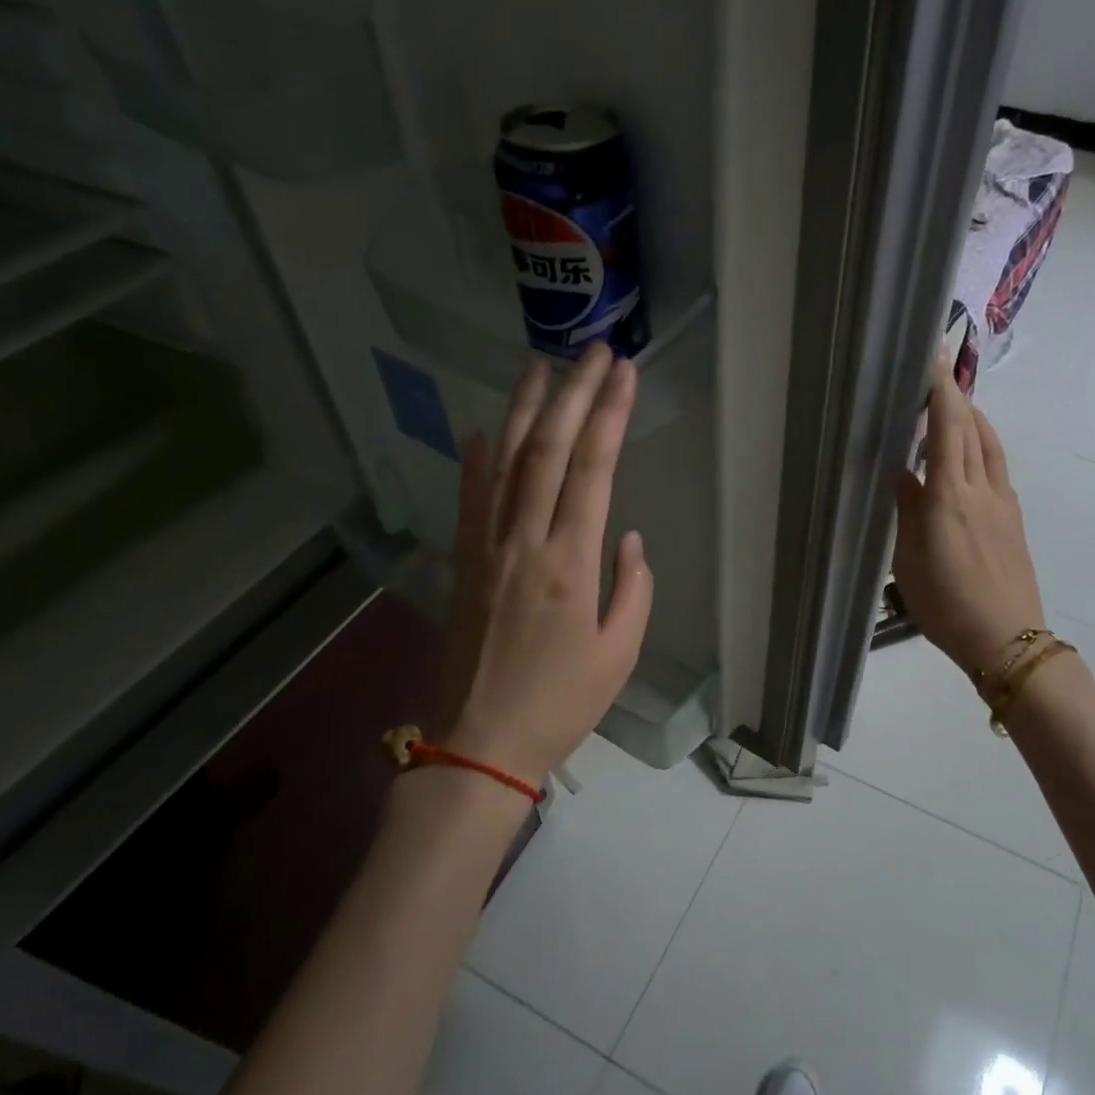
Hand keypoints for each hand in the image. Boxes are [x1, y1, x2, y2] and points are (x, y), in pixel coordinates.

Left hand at [436, 344, 653, 786]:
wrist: (480, 742)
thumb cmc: (561, 703)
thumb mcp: (619, 653)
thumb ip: (632, 588)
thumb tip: (627, 538)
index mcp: (569, 563)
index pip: (592, 471)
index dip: (609, 416)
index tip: (625, 373)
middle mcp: (524, 542)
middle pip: (547, 451)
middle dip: (573, 393)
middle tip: (593, 351)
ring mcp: (486, 550)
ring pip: (503, 463)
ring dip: (523, 410)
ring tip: (540, 366)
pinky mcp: (462, 564)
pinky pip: (468, 500)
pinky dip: (475, 460)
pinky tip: (481, 429)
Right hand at [891, 354, 1044, 678]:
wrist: (1007, 639)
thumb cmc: (946, 605)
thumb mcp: (910, 561)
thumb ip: (908, 512)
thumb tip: (903, 473)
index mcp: (950, 497)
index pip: (947, 428)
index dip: (940, 391)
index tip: (932, 359)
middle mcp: (981, 489)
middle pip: (972, 429)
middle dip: (955, 397)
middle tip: (933, 379)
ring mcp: (1003, 503)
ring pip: (990, 446)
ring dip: (973, 419)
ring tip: (954, 409)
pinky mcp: (1013, 519)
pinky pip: (997, 468)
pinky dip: (982, 447)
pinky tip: (969, 458)